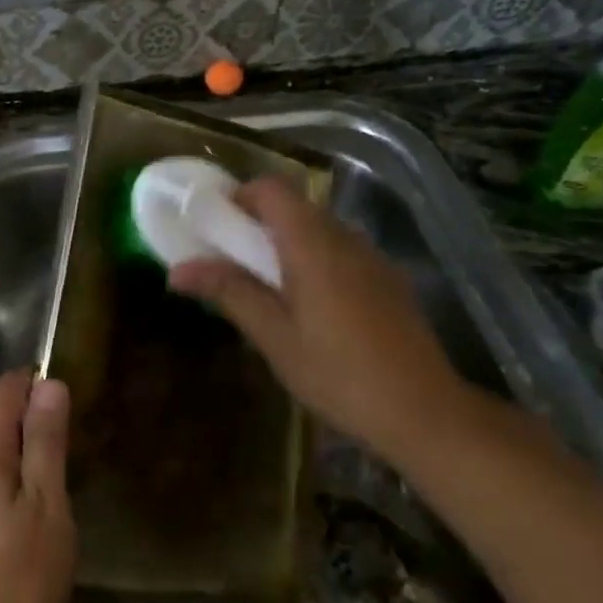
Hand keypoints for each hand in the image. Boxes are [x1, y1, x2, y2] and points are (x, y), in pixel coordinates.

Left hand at [0, 369, 75, 602]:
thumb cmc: (20, 577)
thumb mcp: (47, 504)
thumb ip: (46, 440)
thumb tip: (50, 383)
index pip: (7, 388)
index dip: (41, 386)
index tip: (74, 410)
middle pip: (1, 416)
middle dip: (38, 422)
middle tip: (77, 454)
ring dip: (31, 454)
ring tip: (64, 483)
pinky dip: (18, 478)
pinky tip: (39, 510)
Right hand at [168, 178, 472, 462]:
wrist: (425, 413)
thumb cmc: (339, 374)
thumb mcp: (274, 336)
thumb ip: (229, 292)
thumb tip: (177, 269)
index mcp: (313, 244)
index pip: (271, 189)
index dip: (238, 197)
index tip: (213, 226)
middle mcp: (345, 238)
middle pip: (294, 206)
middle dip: (256, 223)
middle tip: (229, 260)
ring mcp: (372, 258)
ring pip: (319, 229)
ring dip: (285, 242)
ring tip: (264, 286)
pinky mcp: (388, 280)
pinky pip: (340, 251)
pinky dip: (313, 259)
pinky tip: (308, 306)